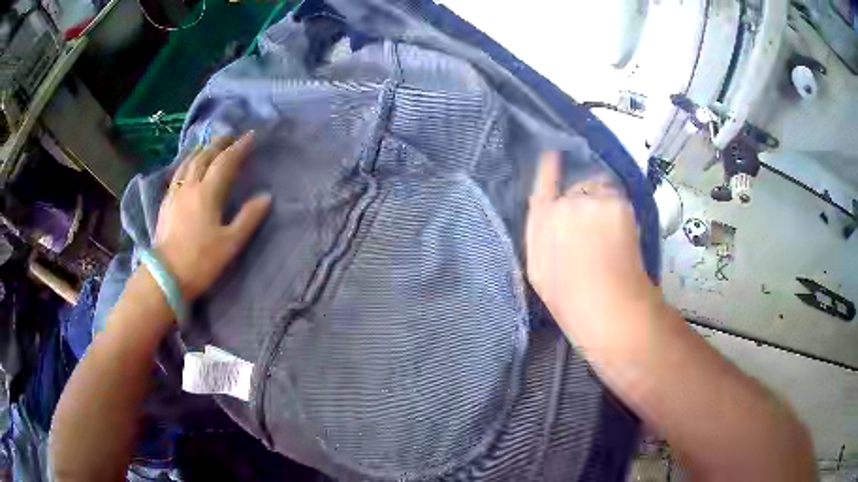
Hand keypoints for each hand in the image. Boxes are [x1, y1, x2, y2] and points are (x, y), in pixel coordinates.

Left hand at [154, 132, 271, 301]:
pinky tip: (188, 166)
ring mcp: (175, 193)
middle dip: (220, 143)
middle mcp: (190, 186)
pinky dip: (187, 162)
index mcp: (208, 192)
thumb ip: (248, 218)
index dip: (239, 147)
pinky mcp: (166, 202)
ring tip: (210, 145)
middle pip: (205, 156)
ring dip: (202, 149)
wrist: (166, 276)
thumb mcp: (231, 243)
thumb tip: (266, 196)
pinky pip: (178, 173)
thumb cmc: (201, 260)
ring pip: (189, 162)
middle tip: (231, 136)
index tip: (251, 135)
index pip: (225, 161)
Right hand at [526, 151, 650, 327]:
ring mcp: (590, 203)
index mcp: (541, 223)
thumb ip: (541, 233)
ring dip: (606, 203)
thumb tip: (548, 210)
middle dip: (587, 198)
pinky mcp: (615, 204)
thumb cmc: (569, 297)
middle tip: (599, 225)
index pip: (543, 184)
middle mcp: (562, 206)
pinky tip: (623, 237)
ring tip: (612, 234)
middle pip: (577, 187)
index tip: (554, 153)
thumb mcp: (540, 269)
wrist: (605, 307)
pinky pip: (618, 199)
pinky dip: (622, 212)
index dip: (549, 167)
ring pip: (601, 191)